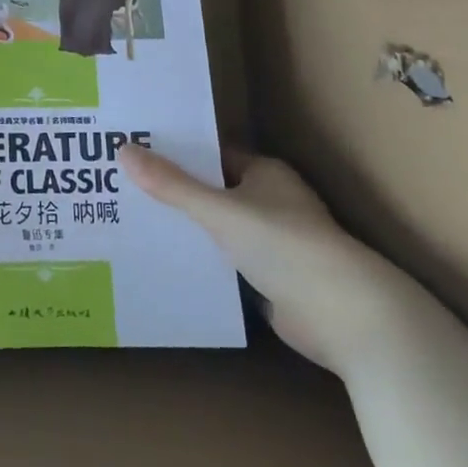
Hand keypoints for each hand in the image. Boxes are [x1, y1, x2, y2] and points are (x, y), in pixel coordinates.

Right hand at [117, 145, 426, 375]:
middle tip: (123, 186)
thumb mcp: (219, 211)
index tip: (137, 151)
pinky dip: (202, 261)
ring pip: (219, 229)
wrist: (344, 316)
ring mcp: (273, 243)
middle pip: (213, 191)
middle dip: (175, 192)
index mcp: (265, 173)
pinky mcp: (272, 280)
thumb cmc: (284, 245)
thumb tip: (124, 151)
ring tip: (134, 221)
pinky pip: (226, 262)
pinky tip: (165, 261)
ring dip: (187, 229)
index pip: (212, 154)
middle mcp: (270, 202)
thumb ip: (172, 185)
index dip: (176, 153)